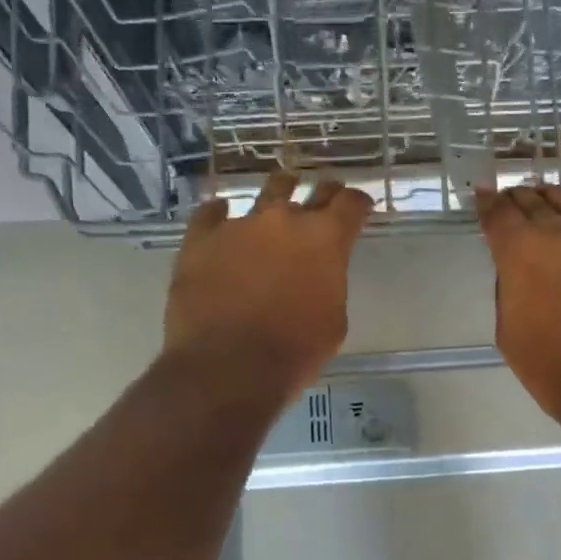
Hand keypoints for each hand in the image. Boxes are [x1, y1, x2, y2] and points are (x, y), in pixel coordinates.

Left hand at [165, 171, 372, 400]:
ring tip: (280, 194)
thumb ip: (328, 286)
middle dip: (323, 194)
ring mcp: (239, 226)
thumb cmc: (294, 352)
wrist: (229, 367)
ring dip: (278, 194)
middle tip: (326, 196)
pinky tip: (221, 216)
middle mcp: (284, 221)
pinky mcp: (201, 239)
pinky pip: (210, 214)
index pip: (351, 205)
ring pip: (265, 195)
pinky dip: (220, 215)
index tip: (360, 207)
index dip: (358, 204)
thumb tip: (315, 278)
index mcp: (326, 240)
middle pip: (311, 192)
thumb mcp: (333, 322)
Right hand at [475, 161, 560, 436]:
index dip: (486, 202)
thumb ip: (509, 289)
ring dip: (549, 195)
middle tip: (510, 199)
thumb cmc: (553, 369)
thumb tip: (516, 268)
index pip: (496, 217)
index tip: (481, 191)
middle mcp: (556, 235)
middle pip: (531, 204)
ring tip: (540, 191)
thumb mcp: (509, 333)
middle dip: (516, 199)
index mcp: (519, 256)